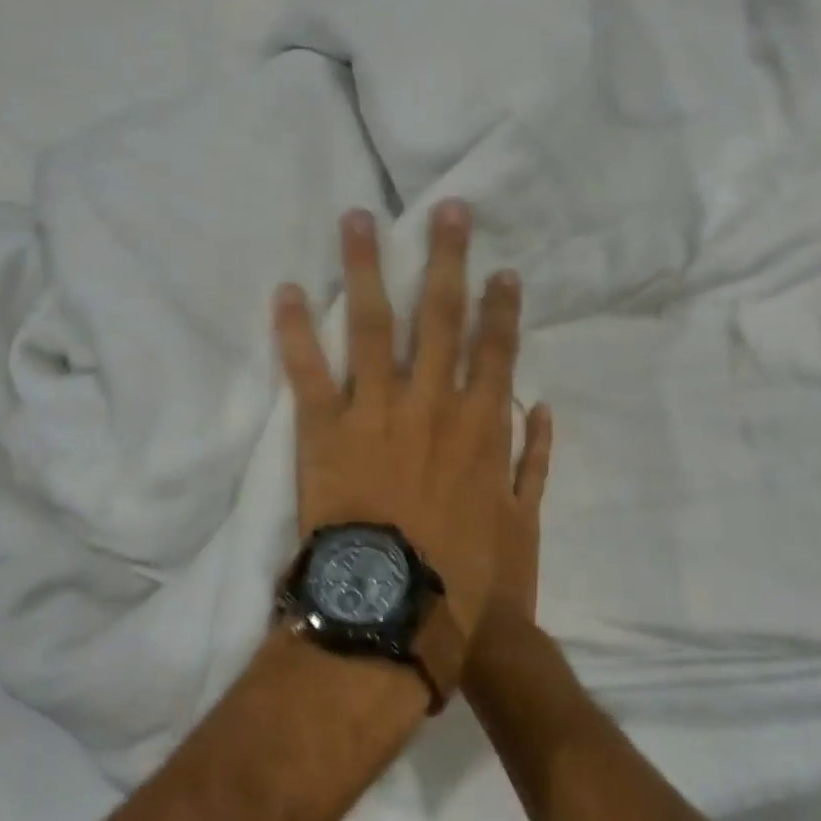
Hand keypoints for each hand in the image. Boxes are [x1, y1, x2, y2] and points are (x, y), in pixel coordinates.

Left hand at [273, 202, 553, 646]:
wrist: (392, 608)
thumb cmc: (459, 573)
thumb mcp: (513, 521)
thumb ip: (528, 462)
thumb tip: (535, 408)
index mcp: (478, 424)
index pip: (495, 349)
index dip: (501, 307)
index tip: (502, 270)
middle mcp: (430, 400)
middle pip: (440, 315)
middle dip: (446, 258)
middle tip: (447, 211)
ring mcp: (375, 408)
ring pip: (372, 323)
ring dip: (365, 267)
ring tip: (358, 219)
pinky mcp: (324, 427)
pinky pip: (307, 370)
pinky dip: (294, 330)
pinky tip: (285, 290)